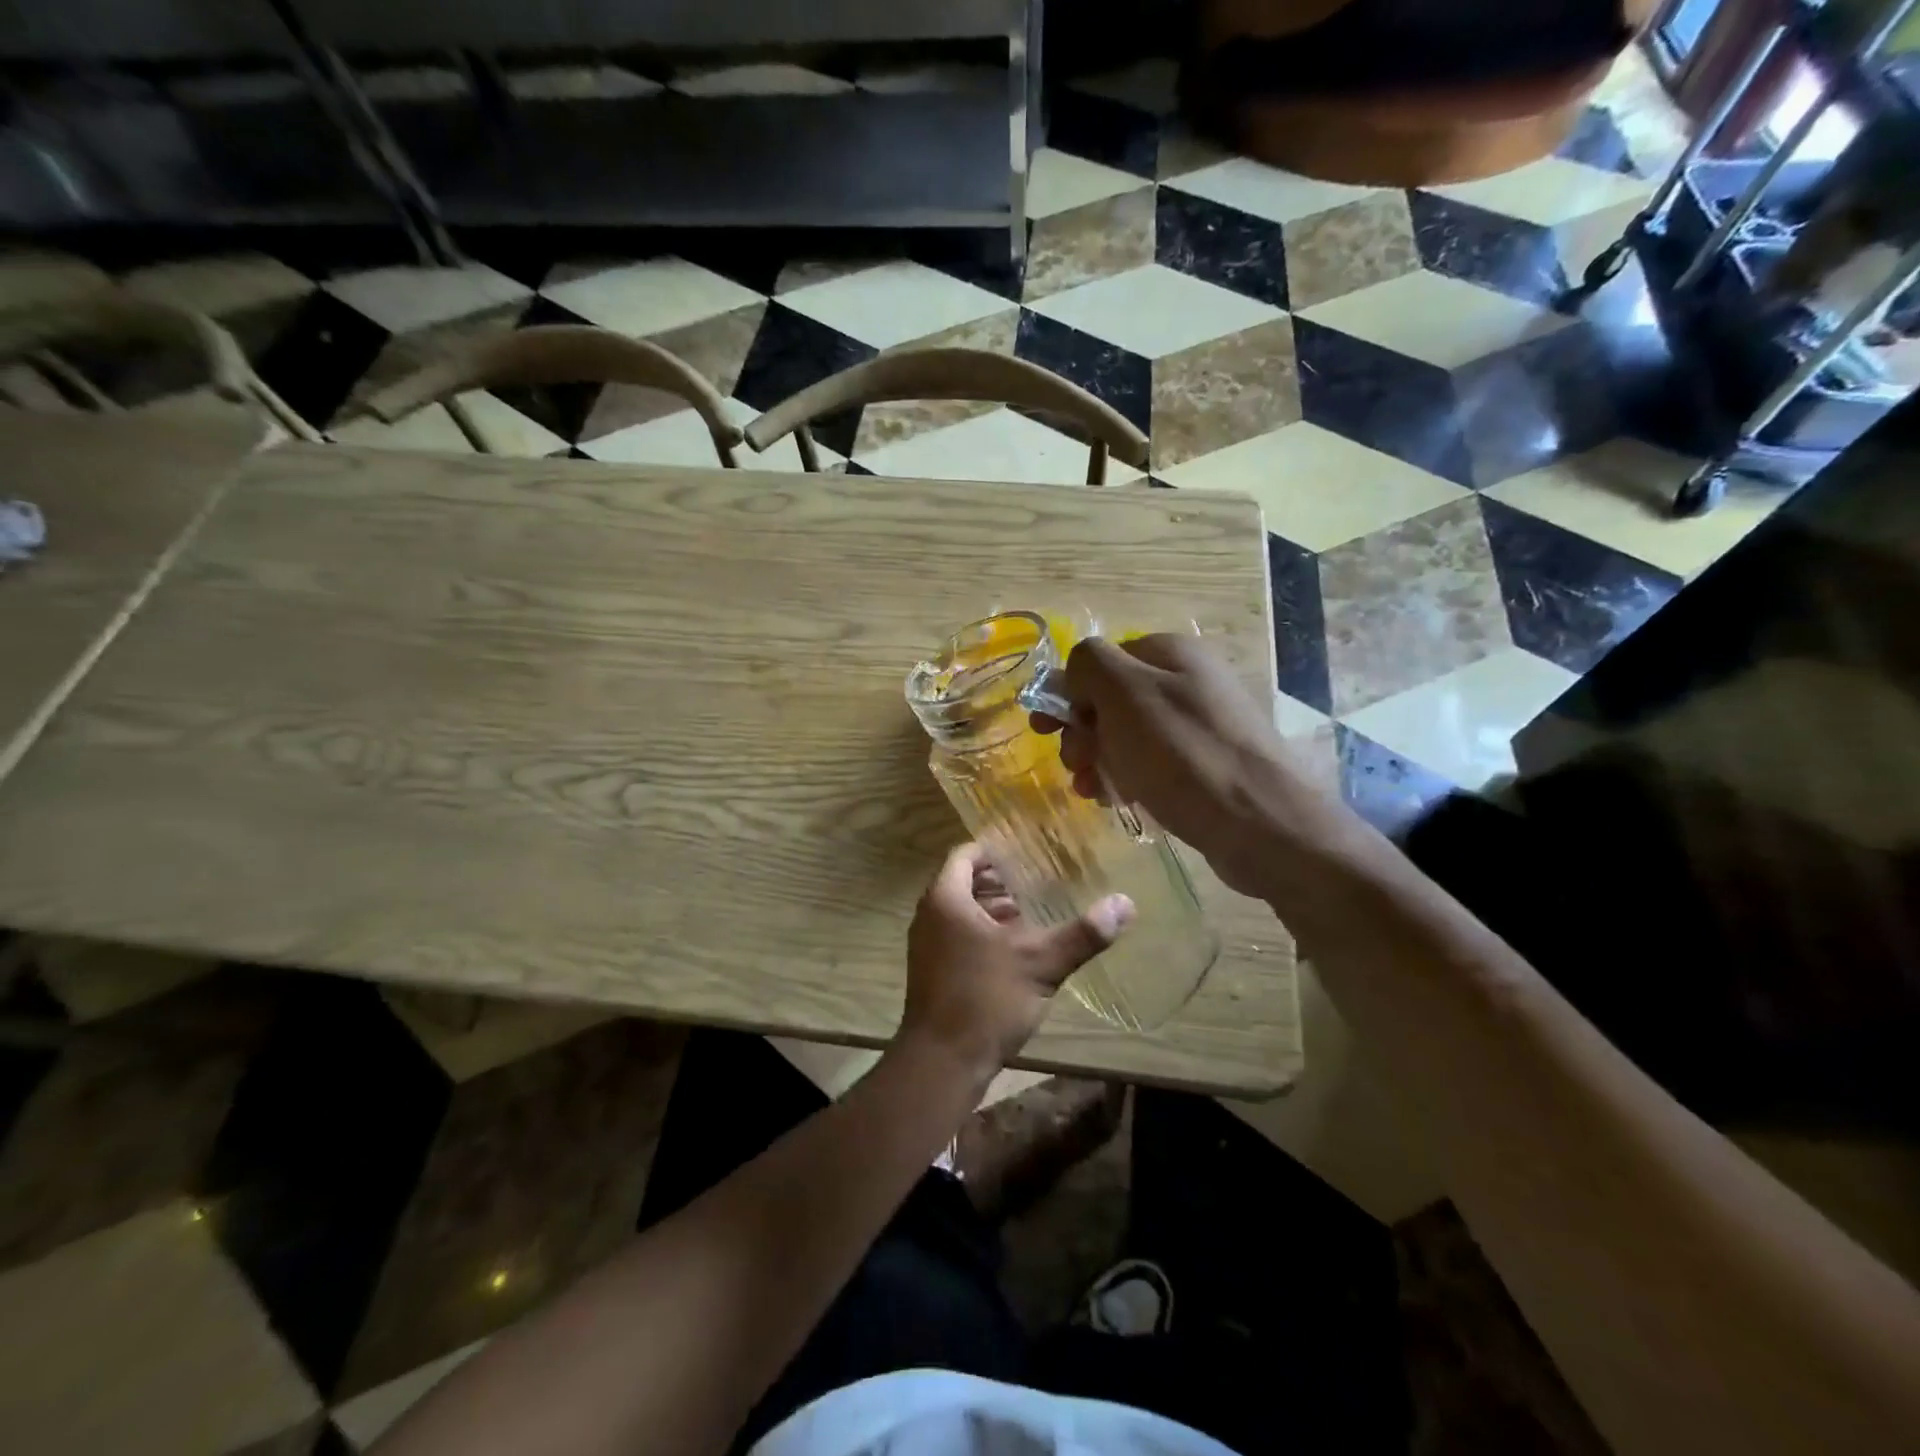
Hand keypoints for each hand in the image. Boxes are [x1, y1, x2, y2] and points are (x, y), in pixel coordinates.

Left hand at [898, 843, 1133, 1080]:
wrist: (942, 1062)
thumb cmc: (986, 1000)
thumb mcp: (1040, 963)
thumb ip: (1082, 934)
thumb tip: (1126, 904)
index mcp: (946, 899)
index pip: (966, 854)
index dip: (994, 849)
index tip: (1026, 850)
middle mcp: (929, 915)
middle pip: (963, 881)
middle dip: (998, 879)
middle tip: (1036, 878)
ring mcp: (927, 945)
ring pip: (961, 911)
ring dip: (992, 907)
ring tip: (1031, 909)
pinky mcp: (932, 971)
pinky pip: (957, 935)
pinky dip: (983, 931)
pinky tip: (1015, 948)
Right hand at [1038, 635, 1341, 895]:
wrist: (1262, 824)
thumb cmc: (1183, 755)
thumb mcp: (1125, 693)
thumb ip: (1090, 664)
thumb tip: (1076, 670)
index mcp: (1169, 653)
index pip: (1098, 661)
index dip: (1068, 693)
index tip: (1048, 731)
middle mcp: (1187, 681)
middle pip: (1111, 699)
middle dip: (1084, 733)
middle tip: (1078, 765)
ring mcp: (1200, 724)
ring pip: (1128, 736)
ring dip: (1100, 760)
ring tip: (1095, 791)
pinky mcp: (1206, 764)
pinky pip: (1152, 763)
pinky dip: (1128, 778)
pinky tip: (1121, 801)